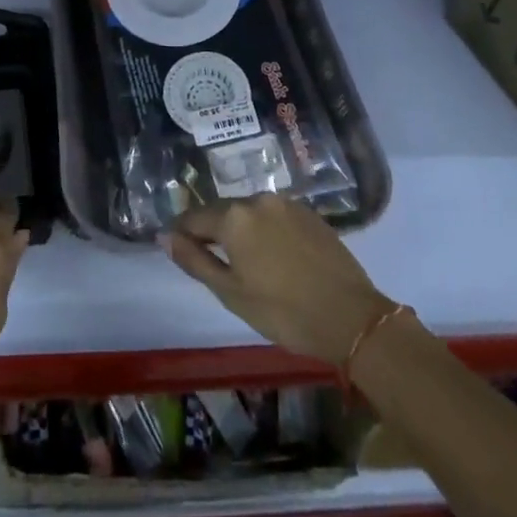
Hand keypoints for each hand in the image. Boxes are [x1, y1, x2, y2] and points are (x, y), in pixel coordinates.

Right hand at [161, 195, 391, 365]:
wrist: (350, 317)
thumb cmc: (283, 312)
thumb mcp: (231, 293)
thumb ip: (194, 260)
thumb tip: (165, 236)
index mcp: (233, 217)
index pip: (194, 217)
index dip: (183, 234)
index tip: (179, 250)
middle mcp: (257, 199)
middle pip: (223, 211)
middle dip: (214, 232)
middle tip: (215, 263)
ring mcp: (286, 203)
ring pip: (250, 212)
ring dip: (242, 231)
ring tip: (247, 263)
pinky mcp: (309, 212)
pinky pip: (275, 216)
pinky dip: (267, 231)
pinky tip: (275, 257)